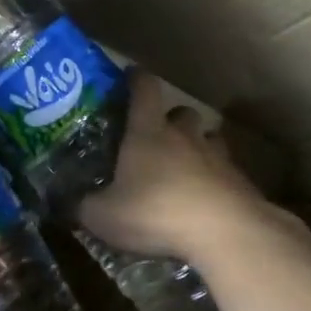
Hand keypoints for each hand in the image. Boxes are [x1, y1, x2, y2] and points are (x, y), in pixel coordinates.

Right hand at [79, 70, 295, 262]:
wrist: (225, 234)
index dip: (136, 79)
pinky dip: (217, 182)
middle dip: (171, 119)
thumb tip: (69, 206)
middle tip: (157, 137)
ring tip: (186, 169)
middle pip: (182, 112)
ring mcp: (218, 158)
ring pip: (209, 140)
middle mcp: (184, 136)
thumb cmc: (156, 211)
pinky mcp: (241, 184)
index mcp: (148, 131)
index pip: (144, 89)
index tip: (129, 76)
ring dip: (198, 148)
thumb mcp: (105, 216)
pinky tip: (207, 203)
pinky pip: (227, 173)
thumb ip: (84, 208)